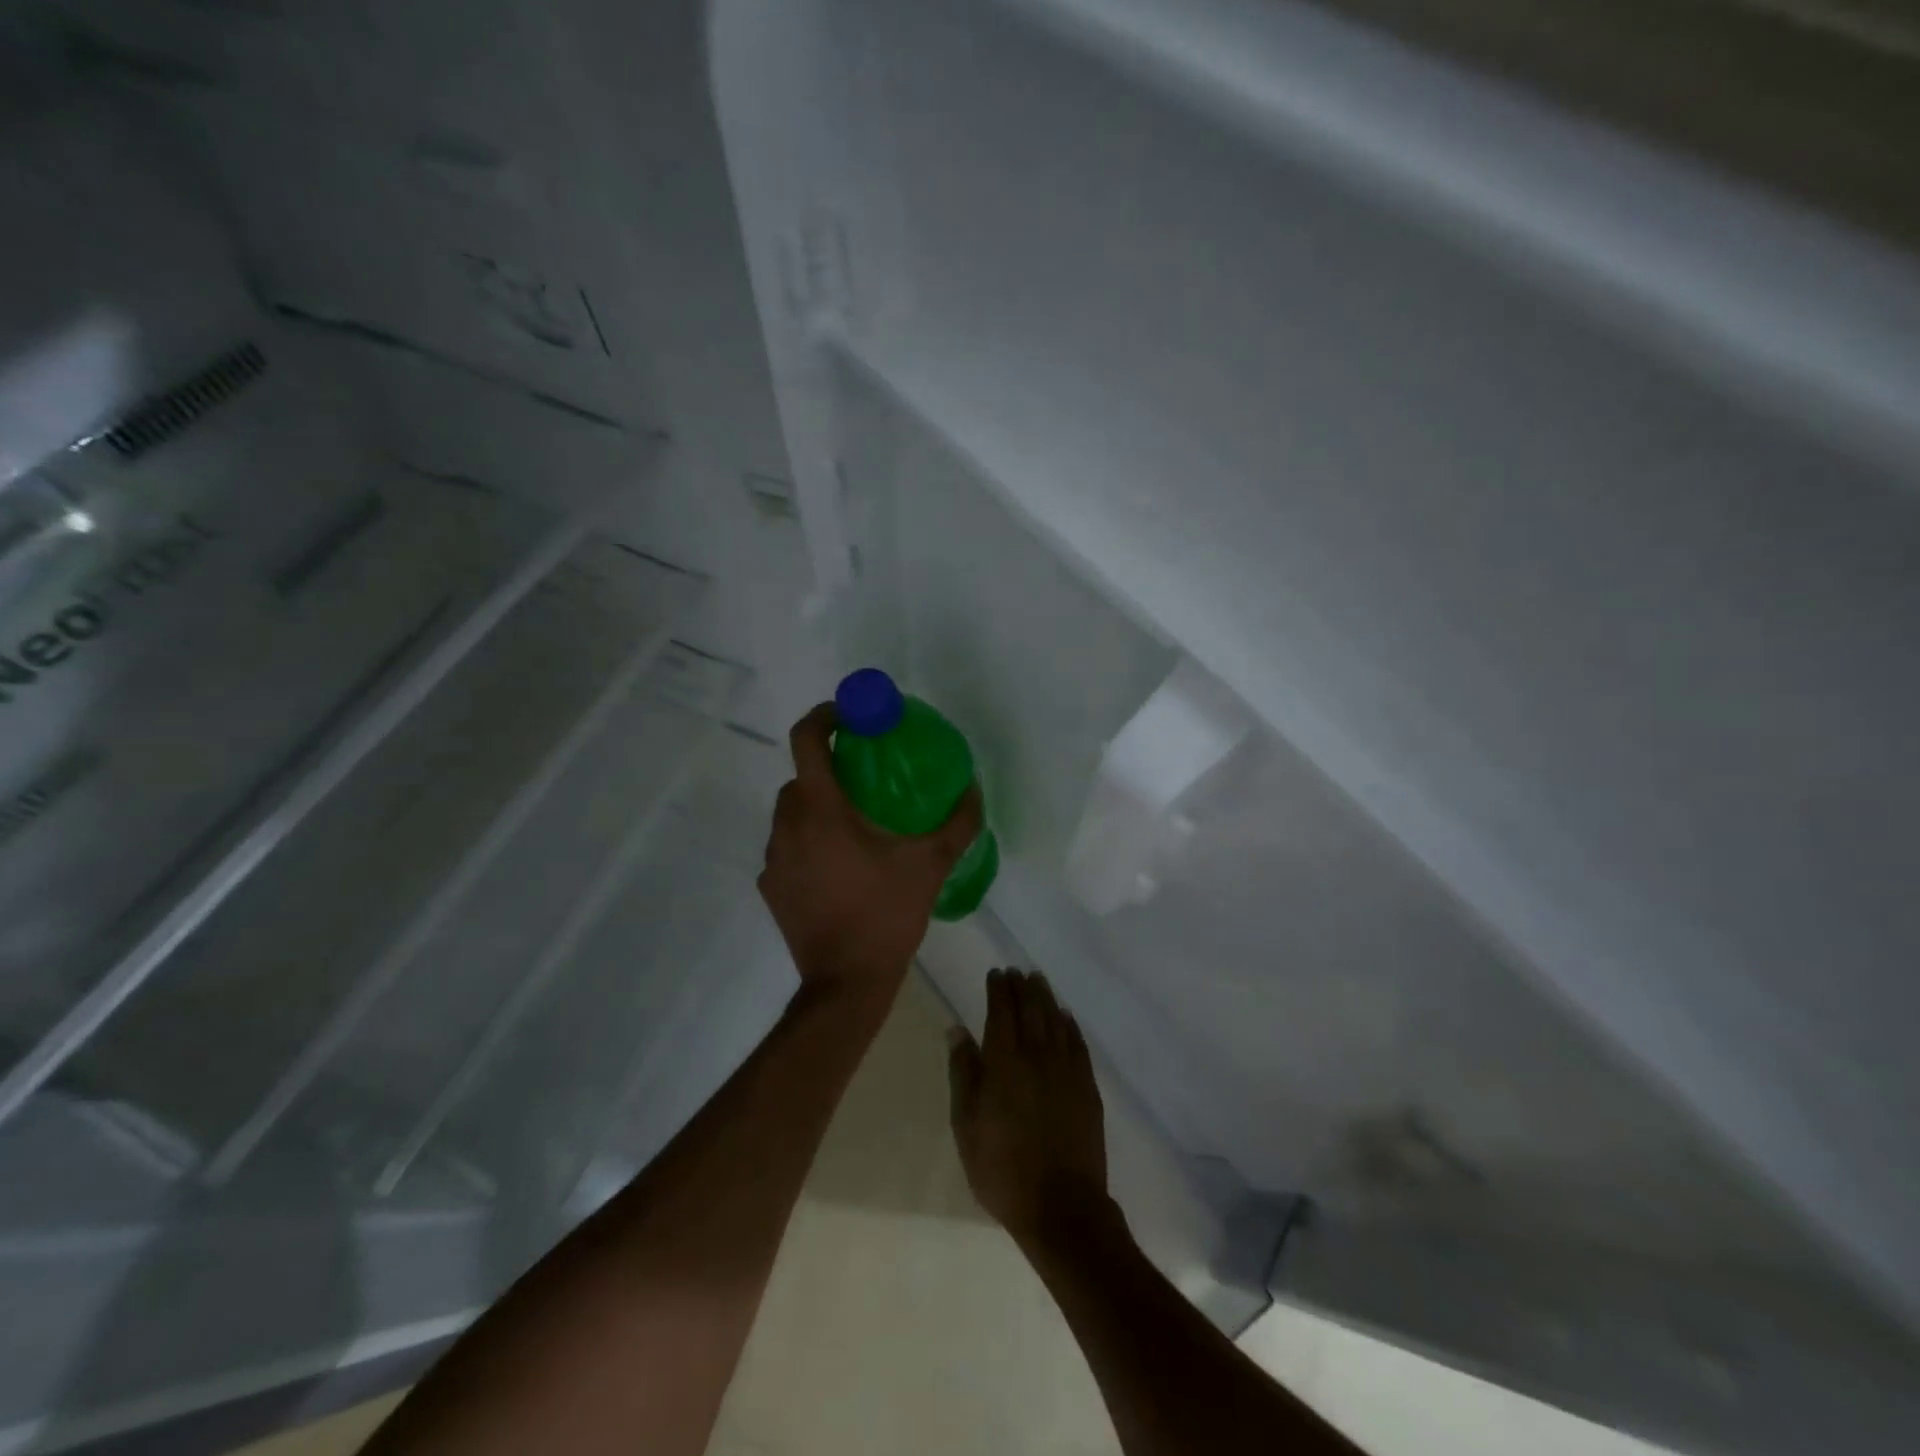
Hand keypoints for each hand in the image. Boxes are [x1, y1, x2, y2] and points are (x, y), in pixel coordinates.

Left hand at [759, 702, 983, 998]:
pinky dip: (808, 843)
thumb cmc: (886, 915)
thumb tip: (973, 789)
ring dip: (817, 807)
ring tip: (855, 827)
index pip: (807, 739)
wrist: (845, 983)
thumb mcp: (931, 865)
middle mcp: (787, 825)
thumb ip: (957, 823)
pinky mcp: (770, 886)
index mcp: (821, 809)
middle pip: (800, 777)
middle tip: (865, 780)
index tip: (849, 716)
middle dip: (829, 769)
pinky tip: (839, 867)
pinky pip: (787, 847)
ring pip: (791, 813)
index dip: (825, 716)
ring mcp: (772, 858)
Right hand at [948, 968, 1110, 1247]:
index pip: (1002, 1012)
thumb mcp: (966, 1124)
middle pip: (1031, 1009)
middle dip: (1022, 987)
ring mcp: (1066, 1070)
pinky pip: (1078, 1043)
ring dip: (1046, 997)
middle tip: (1017, 971)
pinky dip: (1069, 1024)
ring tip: (1038, 981)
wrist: (1060, 1207)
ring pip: (1056, 1020)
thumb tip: (957, 1029)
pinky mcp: (1087, 1087)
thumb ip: (963, 1072)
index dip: (999, 990)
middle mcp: (1037, 1056)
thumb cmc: (1002, 1168)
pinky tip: (1065, 1017)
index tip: (996, 973)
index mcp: (1004, 1062)